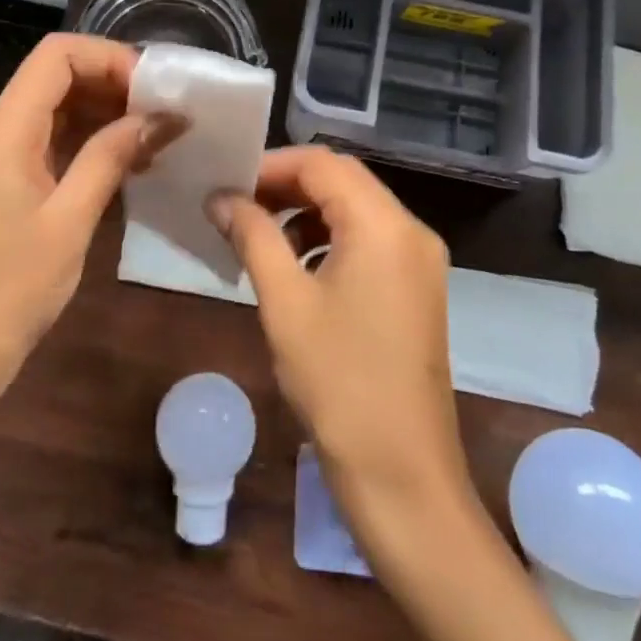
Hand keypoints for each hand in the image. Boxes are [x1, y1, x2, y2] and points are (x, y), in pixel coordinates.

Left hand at [0, 34, 177, 412]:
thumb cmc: (7, 293)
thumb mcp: (69, 222)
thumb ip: (111, 157)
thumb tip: (161, 116)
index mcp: (2, 130)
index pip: (57, 55)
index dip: (110, 58)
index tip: (156, 89)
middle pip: (56, 76)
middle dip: (114, 84)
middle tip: (166, 113)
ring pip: (54, 108)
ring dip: (105, 114)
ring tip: (157, 138)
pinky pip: (47, 142)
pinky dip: (87, 142)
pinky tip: (127, 163)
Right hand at [209, 148, 469, 520]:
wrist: (403, 477)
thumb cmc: (339, 383)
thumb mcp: (285, 302)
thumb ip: (252, 236)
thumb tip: (220, 197)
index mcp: (384, 225)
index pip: (323, 163)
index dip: (271, 165)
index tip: (227, 184)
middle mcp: (411, 231)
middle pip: (343, 181)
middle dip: (286, 186)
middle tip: (236, 205)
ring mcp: (420, 261)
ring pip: (356, 210)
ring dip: (307, 213)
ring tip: (259, 237)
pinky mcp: (417, 289)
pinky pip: (369, 241)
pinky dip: (330, 240)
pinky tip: (297, 269)